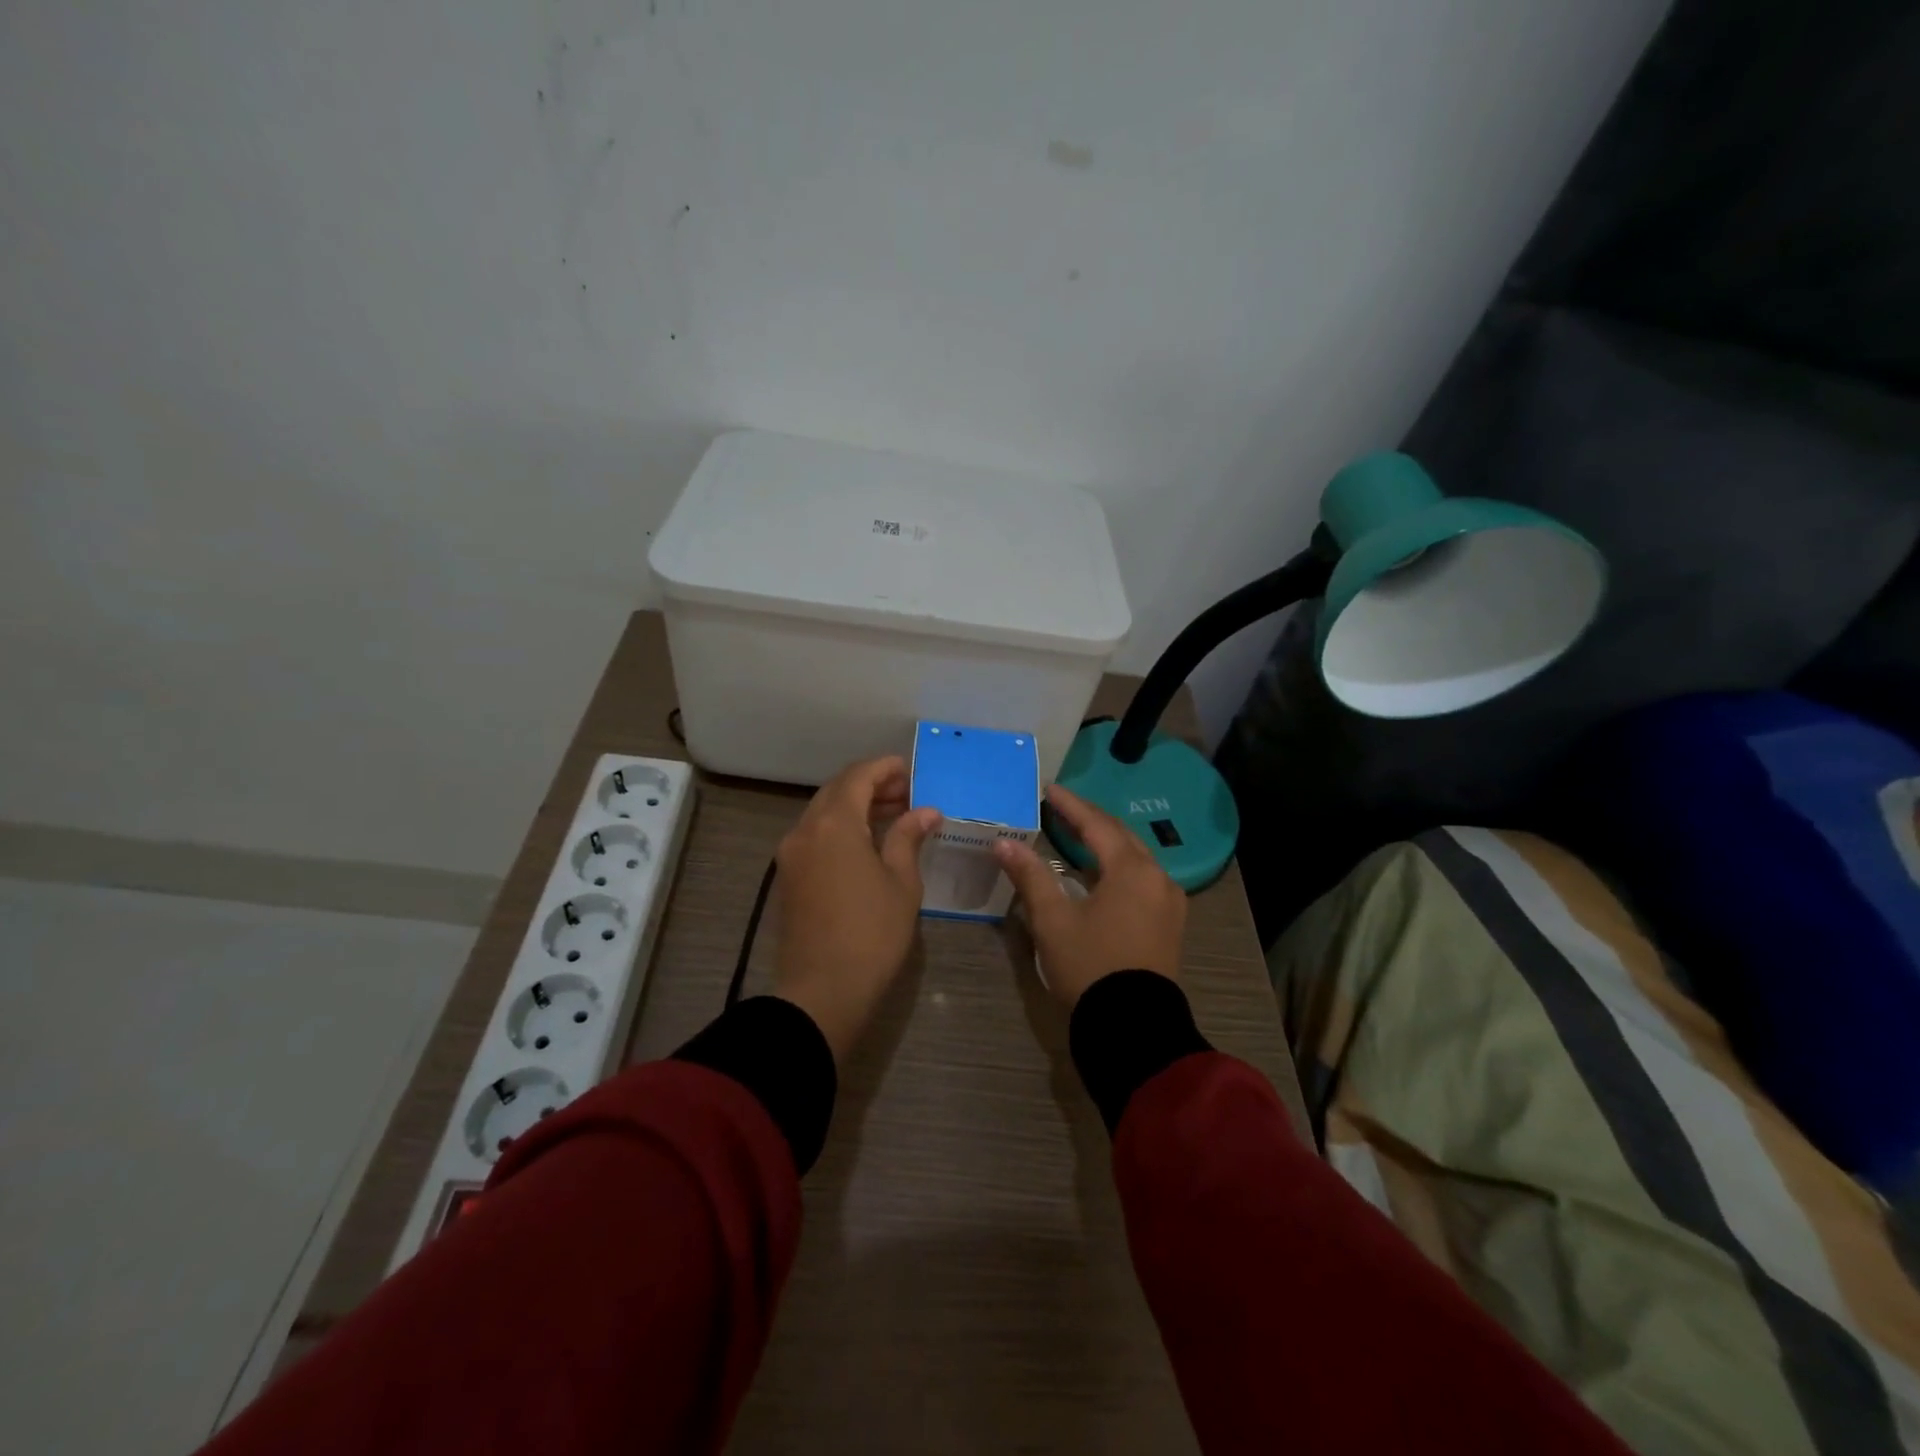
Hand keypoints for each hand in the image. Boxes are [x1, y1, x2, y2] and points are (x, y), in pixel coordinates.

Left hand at [772, 756, 941, 1062]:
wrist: (822, 991)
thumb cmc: (871, 933)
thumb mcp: (900, 882)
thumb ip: (908, 837)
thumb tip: (926, 811)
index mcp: (834, 824)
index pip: (859, 776)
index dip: (886, 767)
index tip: (912, 770)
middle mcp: (805, 829)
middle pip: (837, 790)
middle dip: (871, 784)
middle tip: (907, 792)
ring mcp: (791, 853)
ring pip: (823, 812)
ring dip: (855, 805)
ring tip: (893, 814)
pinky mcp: (788, 876)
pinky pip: (815, 834)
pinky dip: (840, 827)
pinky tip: (868, 841)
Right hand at [994, 784, 1186, 1006]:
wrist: (1133, 1026)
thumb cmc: (1090, 966)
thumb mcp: (1053, 921)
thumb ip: (1030, 876)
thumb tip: (1003, 843)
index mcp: (1131, 870)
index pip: (1096, 826)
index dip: (1070, 806)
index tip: (1049, 790)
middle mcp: (1157, 878)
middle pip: (1120, 837)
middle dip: (1090, 820)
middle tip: (1061, 809)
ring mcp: (1168, 902)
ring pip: (1134, 858)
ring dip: (1106, 843)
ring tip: (1077, 836)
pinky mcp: (1169, 923)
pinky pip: (1142, 879)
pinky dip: (1119, 867)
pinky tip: (1101, 873)